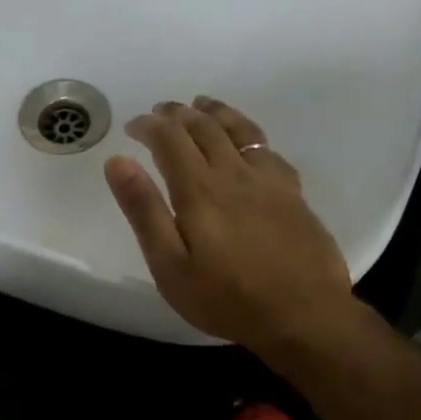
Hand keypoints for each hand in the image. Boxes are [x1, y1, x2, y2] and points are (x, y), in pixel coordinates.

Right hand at [104, 97, 356, 352]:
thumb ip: (144, 211)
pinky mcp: (293, 195)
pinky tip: (247, 142)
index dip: (149, 126)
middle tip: (160, 111)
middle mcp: (235, 174)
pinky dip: (249, 134)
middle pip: (205, 128)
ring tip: (202, 105)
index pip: (170, 140)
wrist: (302, 315)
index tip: (132, 125)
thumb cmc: (225, 298)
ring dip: (216, 113)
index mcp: (199, 191)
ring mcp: (269, 182)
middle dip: (178, 114)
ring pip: (240, 131)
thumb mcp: (170, 266)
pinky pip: (268, 149)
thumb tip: (118, 162)